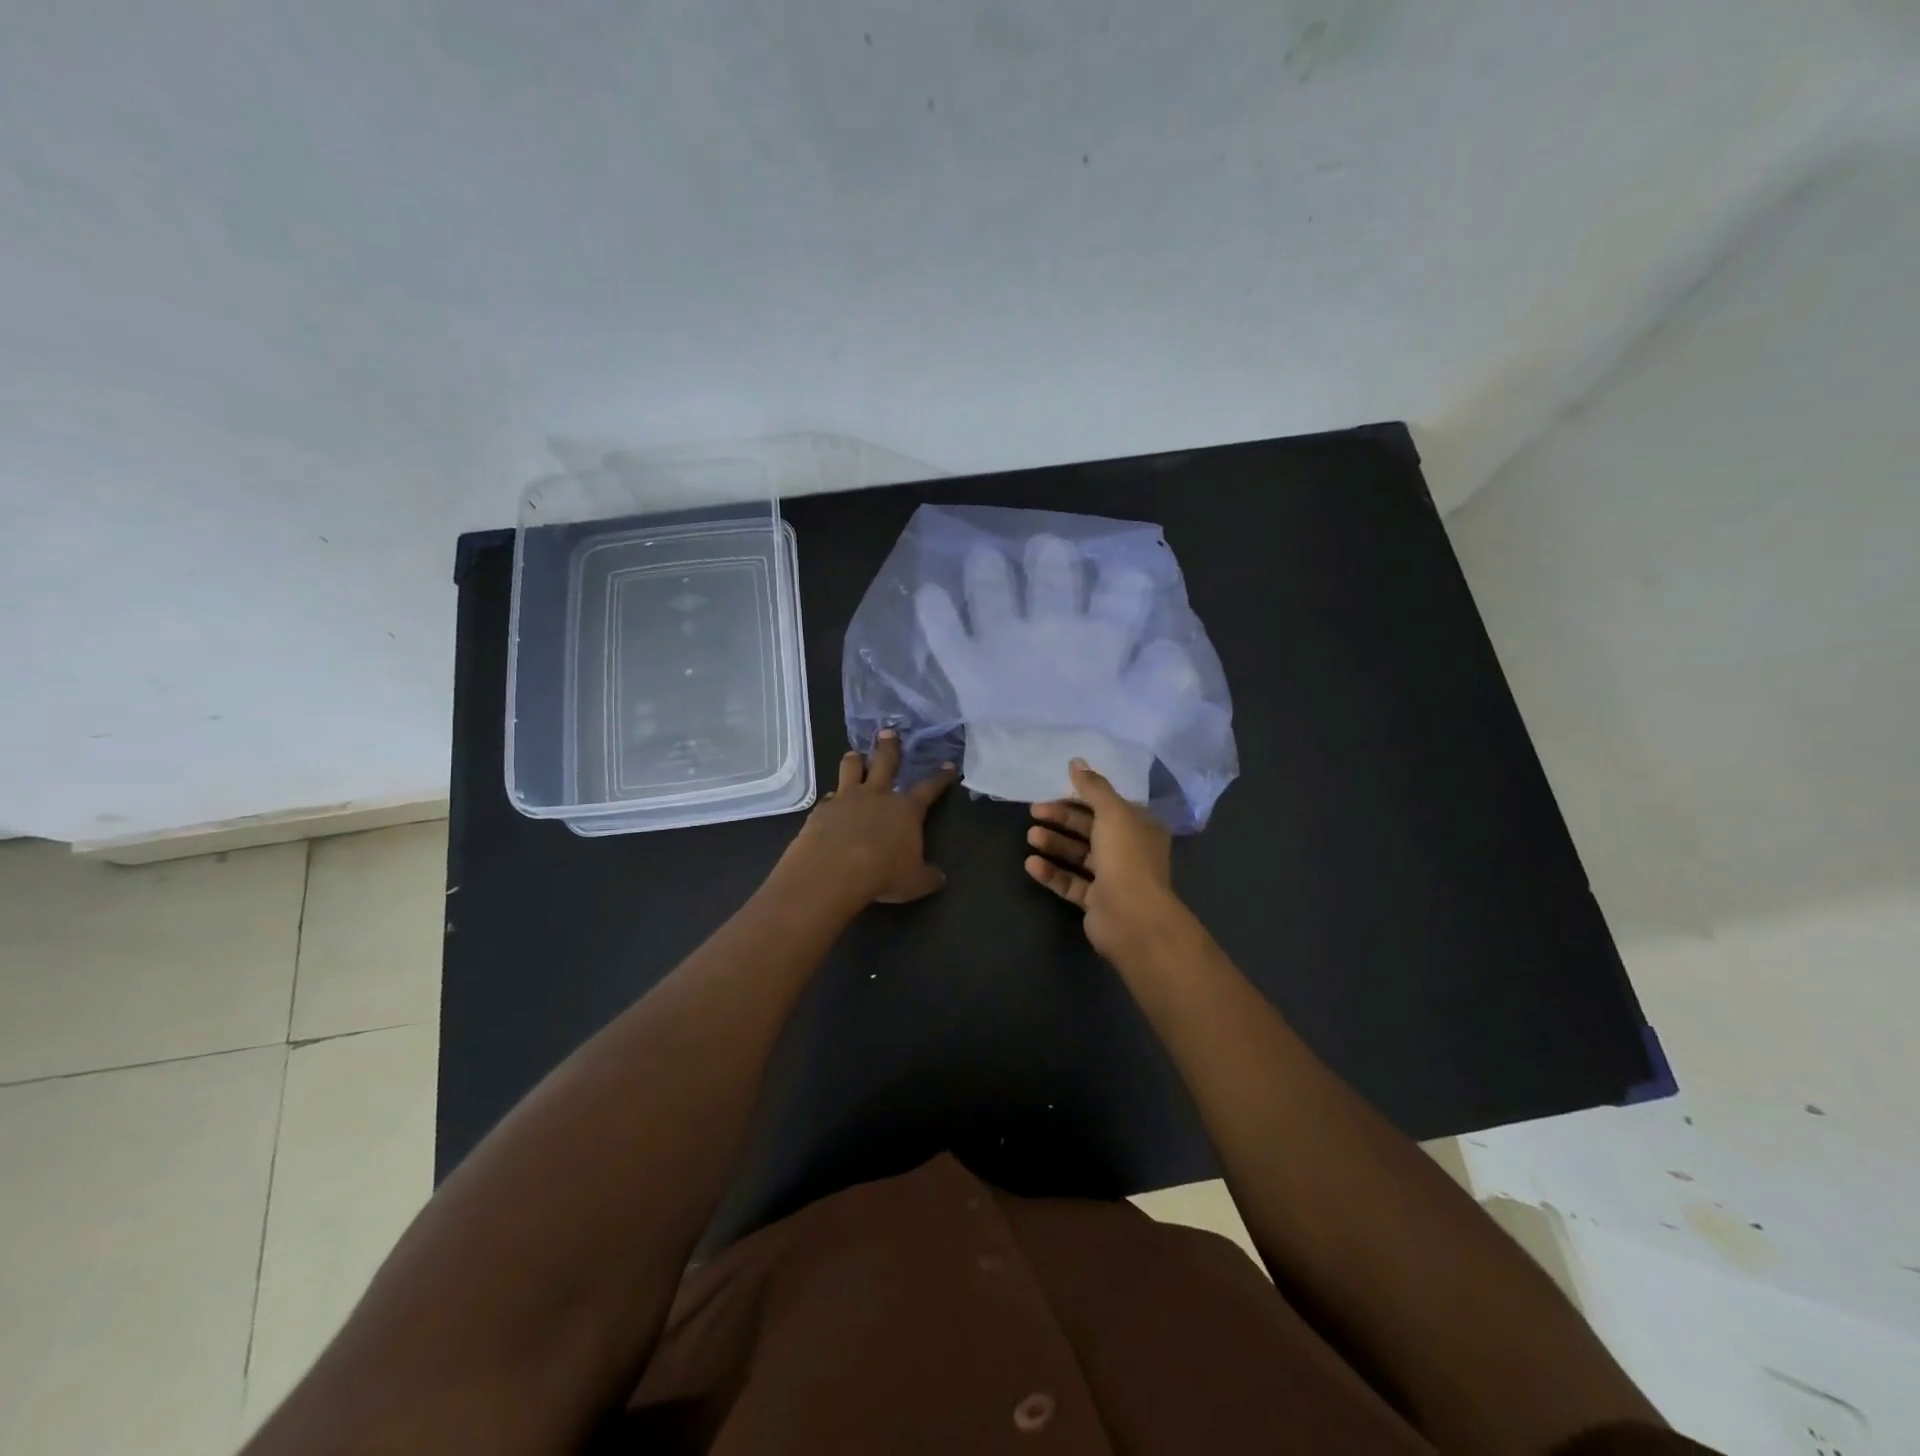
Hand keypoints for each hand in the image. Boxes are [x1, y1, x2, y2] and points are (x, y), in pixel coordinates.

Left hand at [780, 730, 956, 907]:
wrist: (833, 871)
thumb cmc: (883, 874)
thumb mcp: (915, 882)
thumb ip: (927, 875)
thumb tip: (938, 877)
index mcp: (906, 809)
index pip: (928, 787)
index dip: (940, 777)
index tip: (947, 765)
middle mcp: (877, 795)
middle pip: (885, 761)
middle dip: (889, 746)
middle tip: (888, 731)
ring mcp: (846, 798)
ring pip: (851, 769)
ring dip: (854, 761)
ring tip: (854, 755)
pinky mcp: (821, 809)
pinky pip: (828, 798)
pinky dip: (832, 799)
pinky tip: (830, 804)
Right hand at [1024, 758, 1189, 961]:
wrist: (1132, 917)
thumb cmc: (1126, 857)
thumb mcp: (1112, 812)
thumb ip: (1093, 787)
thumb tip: (1076, 761)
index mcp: (1140, 826)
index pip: (1108, 805)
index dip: (1081, 796)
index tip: (1054, 790)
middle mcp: (1129, 850)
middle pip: (1090, 829)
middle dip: (1062, 819)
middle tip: (1034, 811)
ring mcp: (1113, 878)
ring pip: (1079, 856)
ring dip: (1054, 844)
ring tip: (1030, 836)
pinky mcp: (1096, 902)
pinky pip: (1071, 882)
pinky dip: (1052, 872)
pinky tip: (1031, 864)